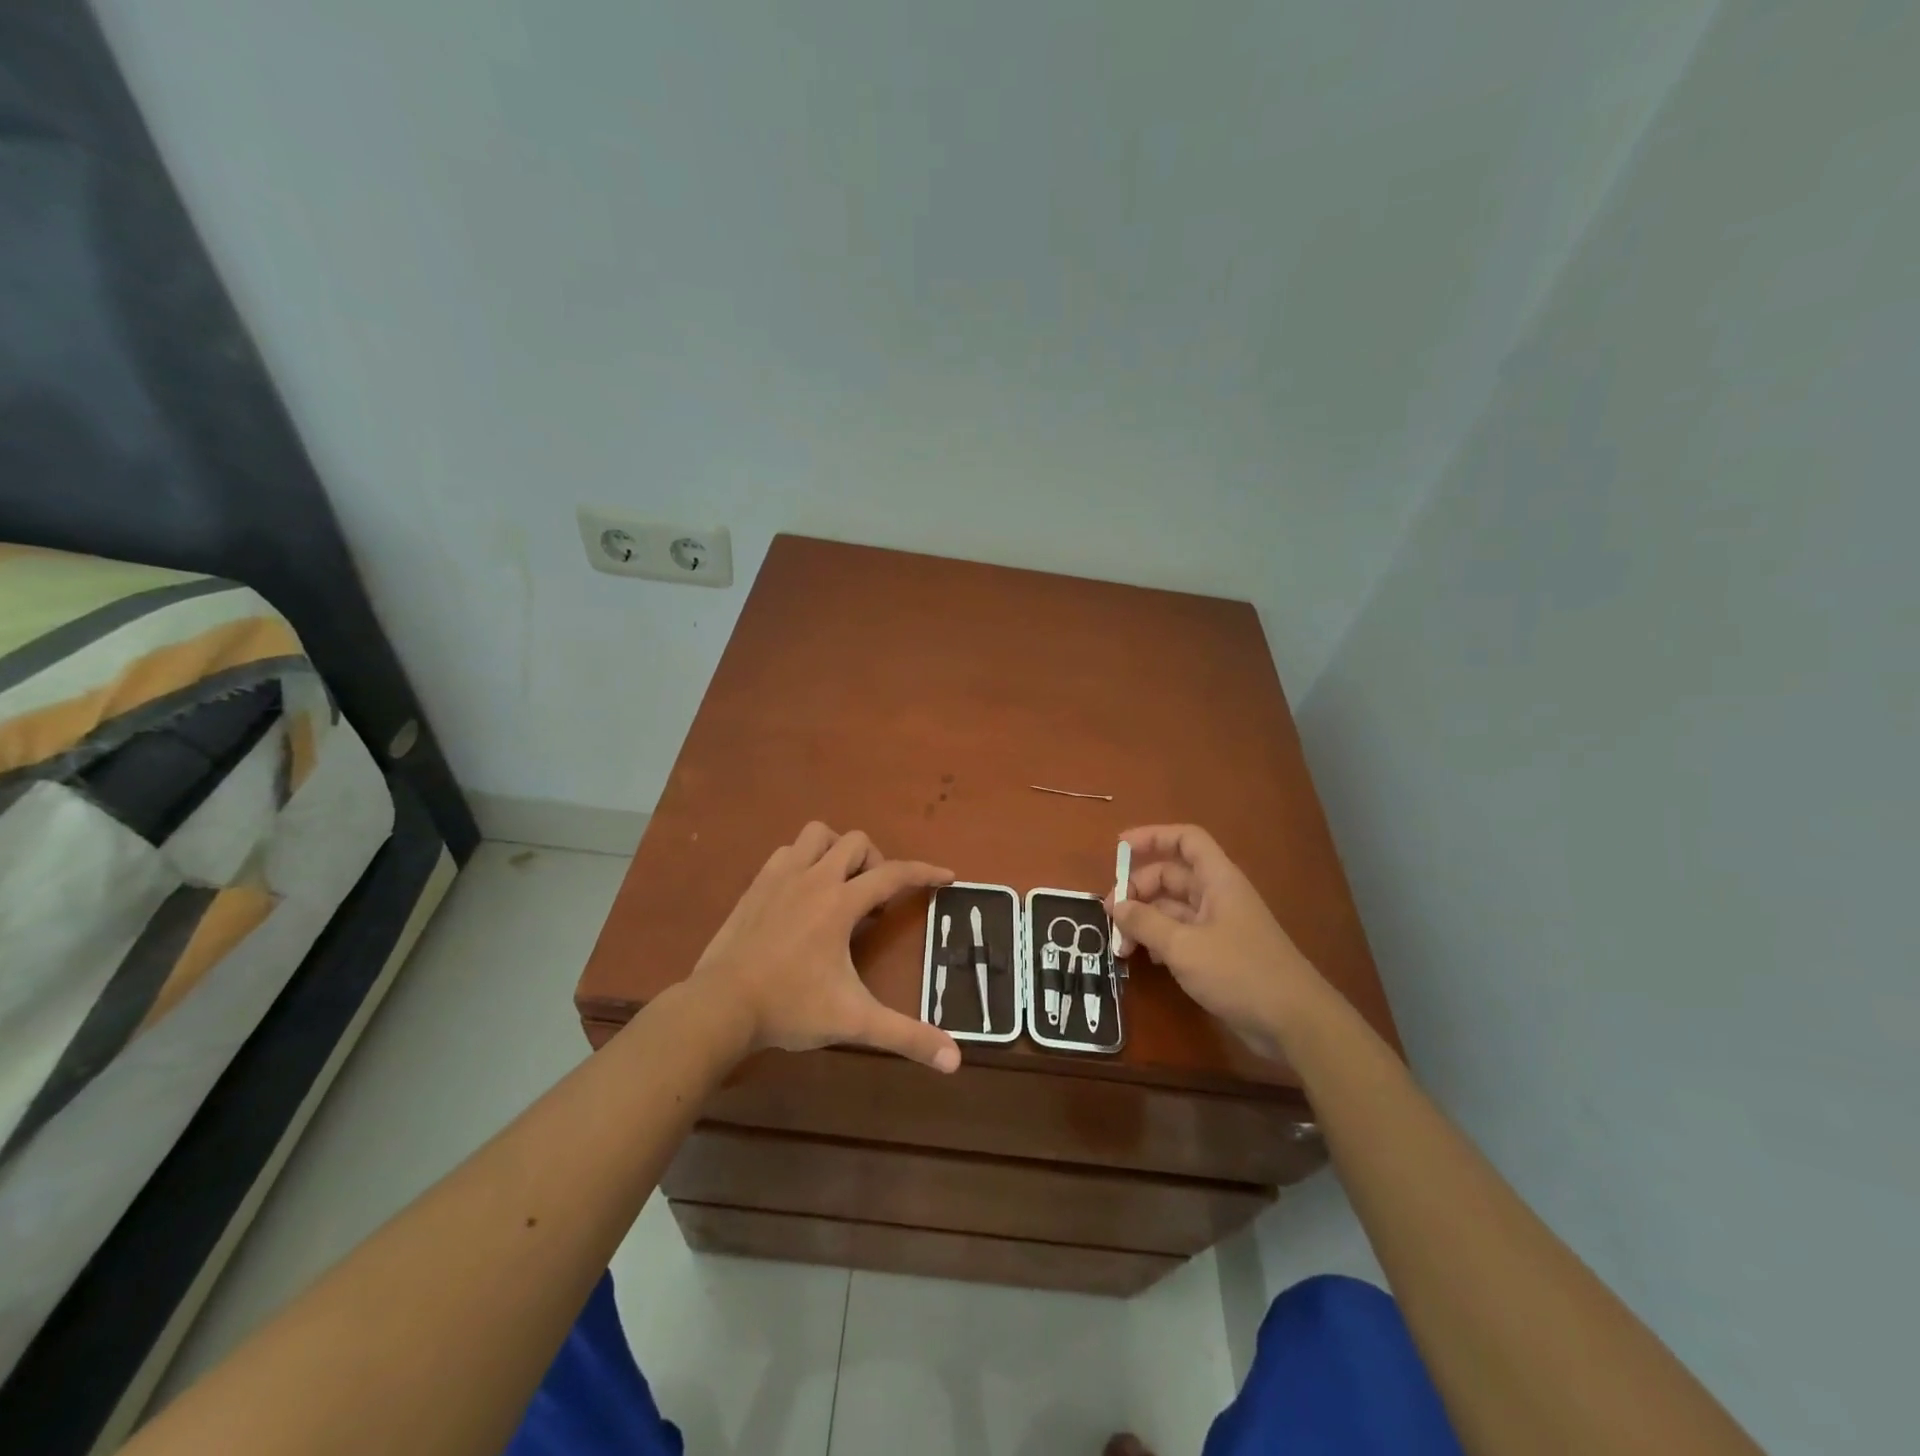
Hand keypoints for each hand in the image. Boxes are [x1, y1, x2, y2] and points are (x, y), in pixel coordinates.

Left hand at [688, 823, 961, 1072]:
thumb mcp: (854, 1021)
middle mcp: (813, 878)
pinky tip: (803, 893)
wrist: (720, 1006)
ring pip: (817, 835)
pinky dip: (804, 861)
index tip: (947, 876)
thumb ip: (906, 1036)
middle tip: (876, 901)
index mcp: (841, 902)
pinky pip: (787, 853)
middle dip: (876, 862)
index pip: (894, 874)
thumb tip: (956, 1061)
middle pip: (856, 842)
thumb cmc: (790, 1008)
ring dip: (837, 851)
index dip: (925, 873)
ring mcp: (780, 877)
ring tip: (841, 886)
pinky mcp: (755, 886)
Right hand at [1105, 824, 1325, 1059]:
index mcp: (1218, 880)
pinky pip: (1182, 935)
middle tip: (1110, 914)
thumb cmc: (1239, 972)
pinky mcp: (1220, 954)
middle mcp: (1219, 896)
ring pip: (1173, 908)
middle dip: (1138, 889)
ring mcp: (1220, 926)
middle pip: (1172, 876)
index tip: (1118, 848)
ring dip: (1145, 919)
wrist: (1294, 1022)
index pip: (1185, 840)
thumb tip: (1117, 906)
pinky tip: (1146, 960)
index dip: (1152, 837)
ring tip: (1121, 944)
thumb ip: (1145, 923)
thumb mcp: (1183, 946)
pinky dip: (1160, 941)